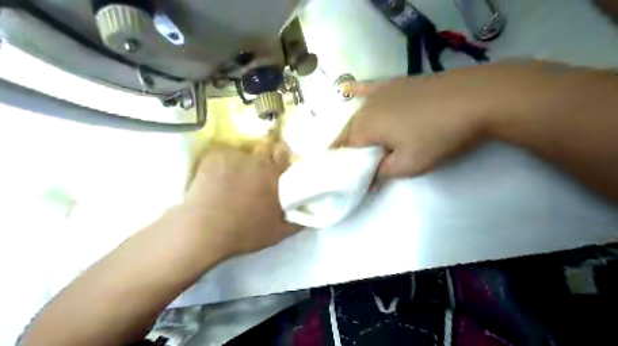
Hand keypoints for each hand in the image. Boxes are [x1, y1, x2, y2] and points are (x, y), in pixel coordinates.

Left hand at [180, 141, 300, 259]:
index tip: (277, 164)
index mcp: (275, 175)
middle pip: (264, 146)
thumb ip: (297, 222)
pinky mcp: (213, 157)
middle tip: (256, 170)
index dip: (281, 156)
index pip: (283, 152)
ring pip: (242, 151)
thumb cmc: (244, 232)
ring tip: (232, 176)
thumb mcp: (277, 233)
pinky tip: (215, 177)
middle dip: (263, 155)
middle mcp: (257, 160)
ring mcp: (234, 156)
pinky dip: (221, 163)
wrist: (204, 231)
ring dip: (241, 160)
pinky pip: (222, 154)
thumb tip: (308, 215)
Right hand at [330, 61, 565, 177]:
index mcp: (365, 126)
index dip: (346, 163)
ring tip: (356, 142)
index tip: (347, 175)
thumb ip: (383, 171)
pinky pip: (371, 87)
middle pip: (351, 131)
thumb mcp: (408, 164)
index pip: (346, 148)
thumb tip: (372, 175)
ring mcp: (382, 92)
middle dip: (349, 148)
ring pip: (360, 114)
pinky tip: (347, 87)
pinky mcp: (397, 83)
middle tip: (355, 164)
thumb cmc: (438, 136)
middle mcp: (367, 107)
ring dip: (355, 129)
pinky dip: (358, 89)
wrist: (475, 99)